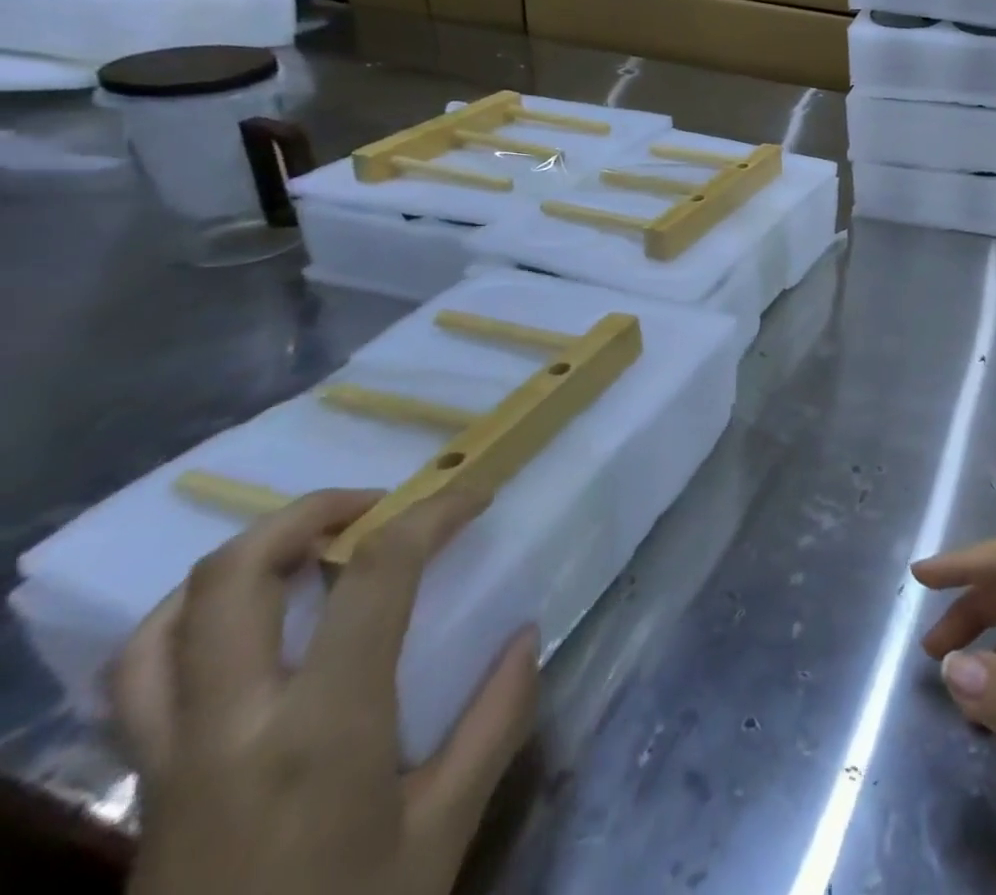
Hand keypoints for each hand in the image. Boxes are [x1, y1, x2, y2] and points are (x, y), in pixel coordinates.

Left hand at [114, 488, 539, 894]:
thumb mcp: (443, 831)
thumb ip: (496, 721)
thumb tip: (526, 636)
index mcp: (322, 726)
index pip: (376, 574)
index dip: (432, 514)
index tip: (475, 496)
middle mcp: (231, 723)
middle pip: (238, 575)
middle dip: (313, 513)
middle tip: (379, 508)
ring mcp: (168, 756)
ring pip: (168, 621)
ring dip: (242, 558)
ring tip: (307, 548)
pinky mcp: (142, 786)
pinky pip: (137, 678)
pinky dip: (186, 621)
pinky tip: (241, 623)